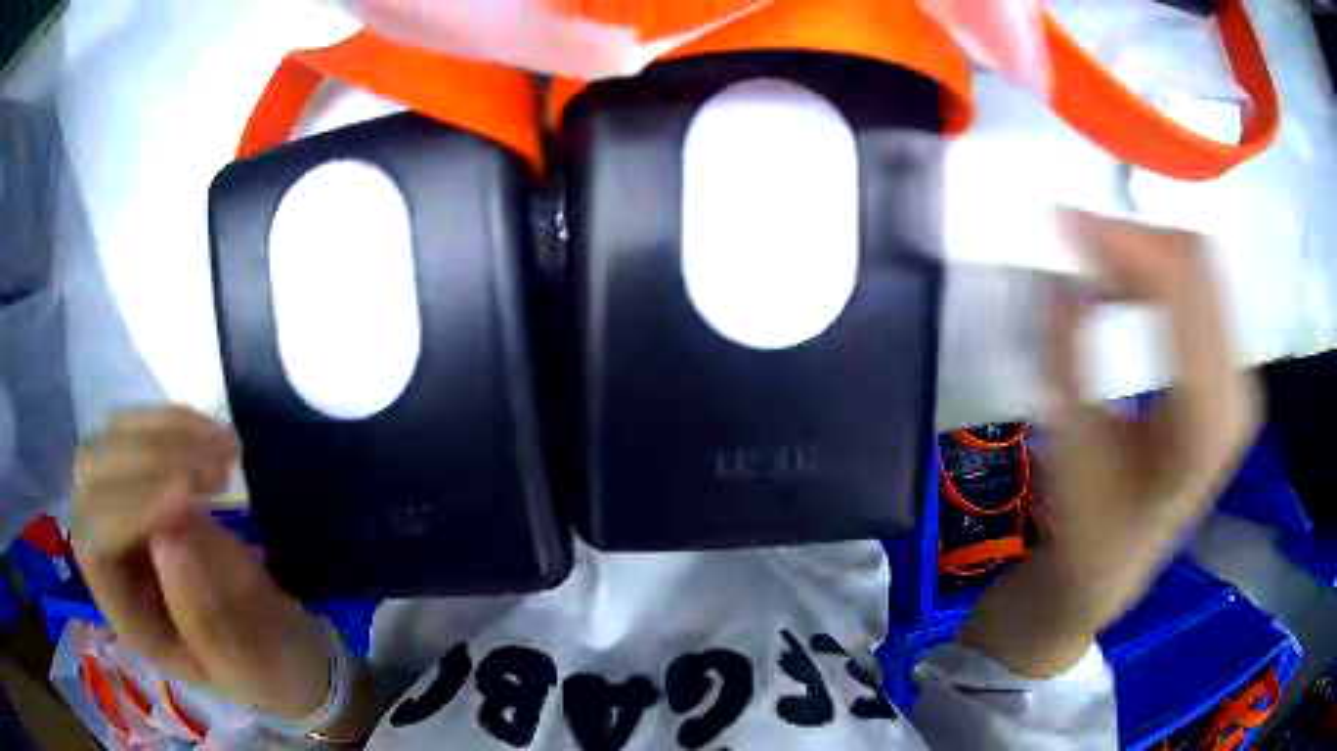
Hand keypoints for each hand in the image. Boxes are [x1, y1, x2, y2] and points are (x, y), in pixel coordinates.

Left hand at [72, 407, 331, 720]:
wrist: (280, 646)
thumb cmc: (263, 668)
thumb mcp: (245, 665)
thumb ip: (204, 617)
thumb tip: (167, 536)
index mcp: (126, 614)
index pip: (96, 545)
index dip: (129, 512)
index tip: (190, 498)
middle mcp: (111, 556)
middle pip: (93, 481)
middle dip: (150, 463)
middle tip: (219, 472)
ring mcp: (123, 512)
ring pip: (110, 443)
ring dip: (165, 433)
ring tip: (228, 449)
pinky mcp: (145, 484)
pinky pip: (139, 430)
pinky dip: (176, 420)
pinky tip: (214, 433)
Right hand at [960, 211, 1259, 676]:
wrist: (1115, 564)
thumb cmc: (1088, 522)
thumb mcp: (1068, 444)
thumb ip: (1069, 353)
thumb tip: (1064, 270)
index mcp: (1205, 423)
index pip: (1182, 290)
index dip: (1124, 243)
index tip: (1064, 220)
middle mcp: (1239, 392)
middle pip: (1200, 264)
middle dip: (1135, 237)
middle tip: (1077, 238)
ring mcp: (1242, 380)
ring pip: (1203, 268)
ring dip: (1147, 251)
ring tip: (1097, 263)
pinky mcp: (1232, 373)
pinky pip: (1203, 289)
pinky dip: (1161, 272)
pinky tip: (1126, 288)